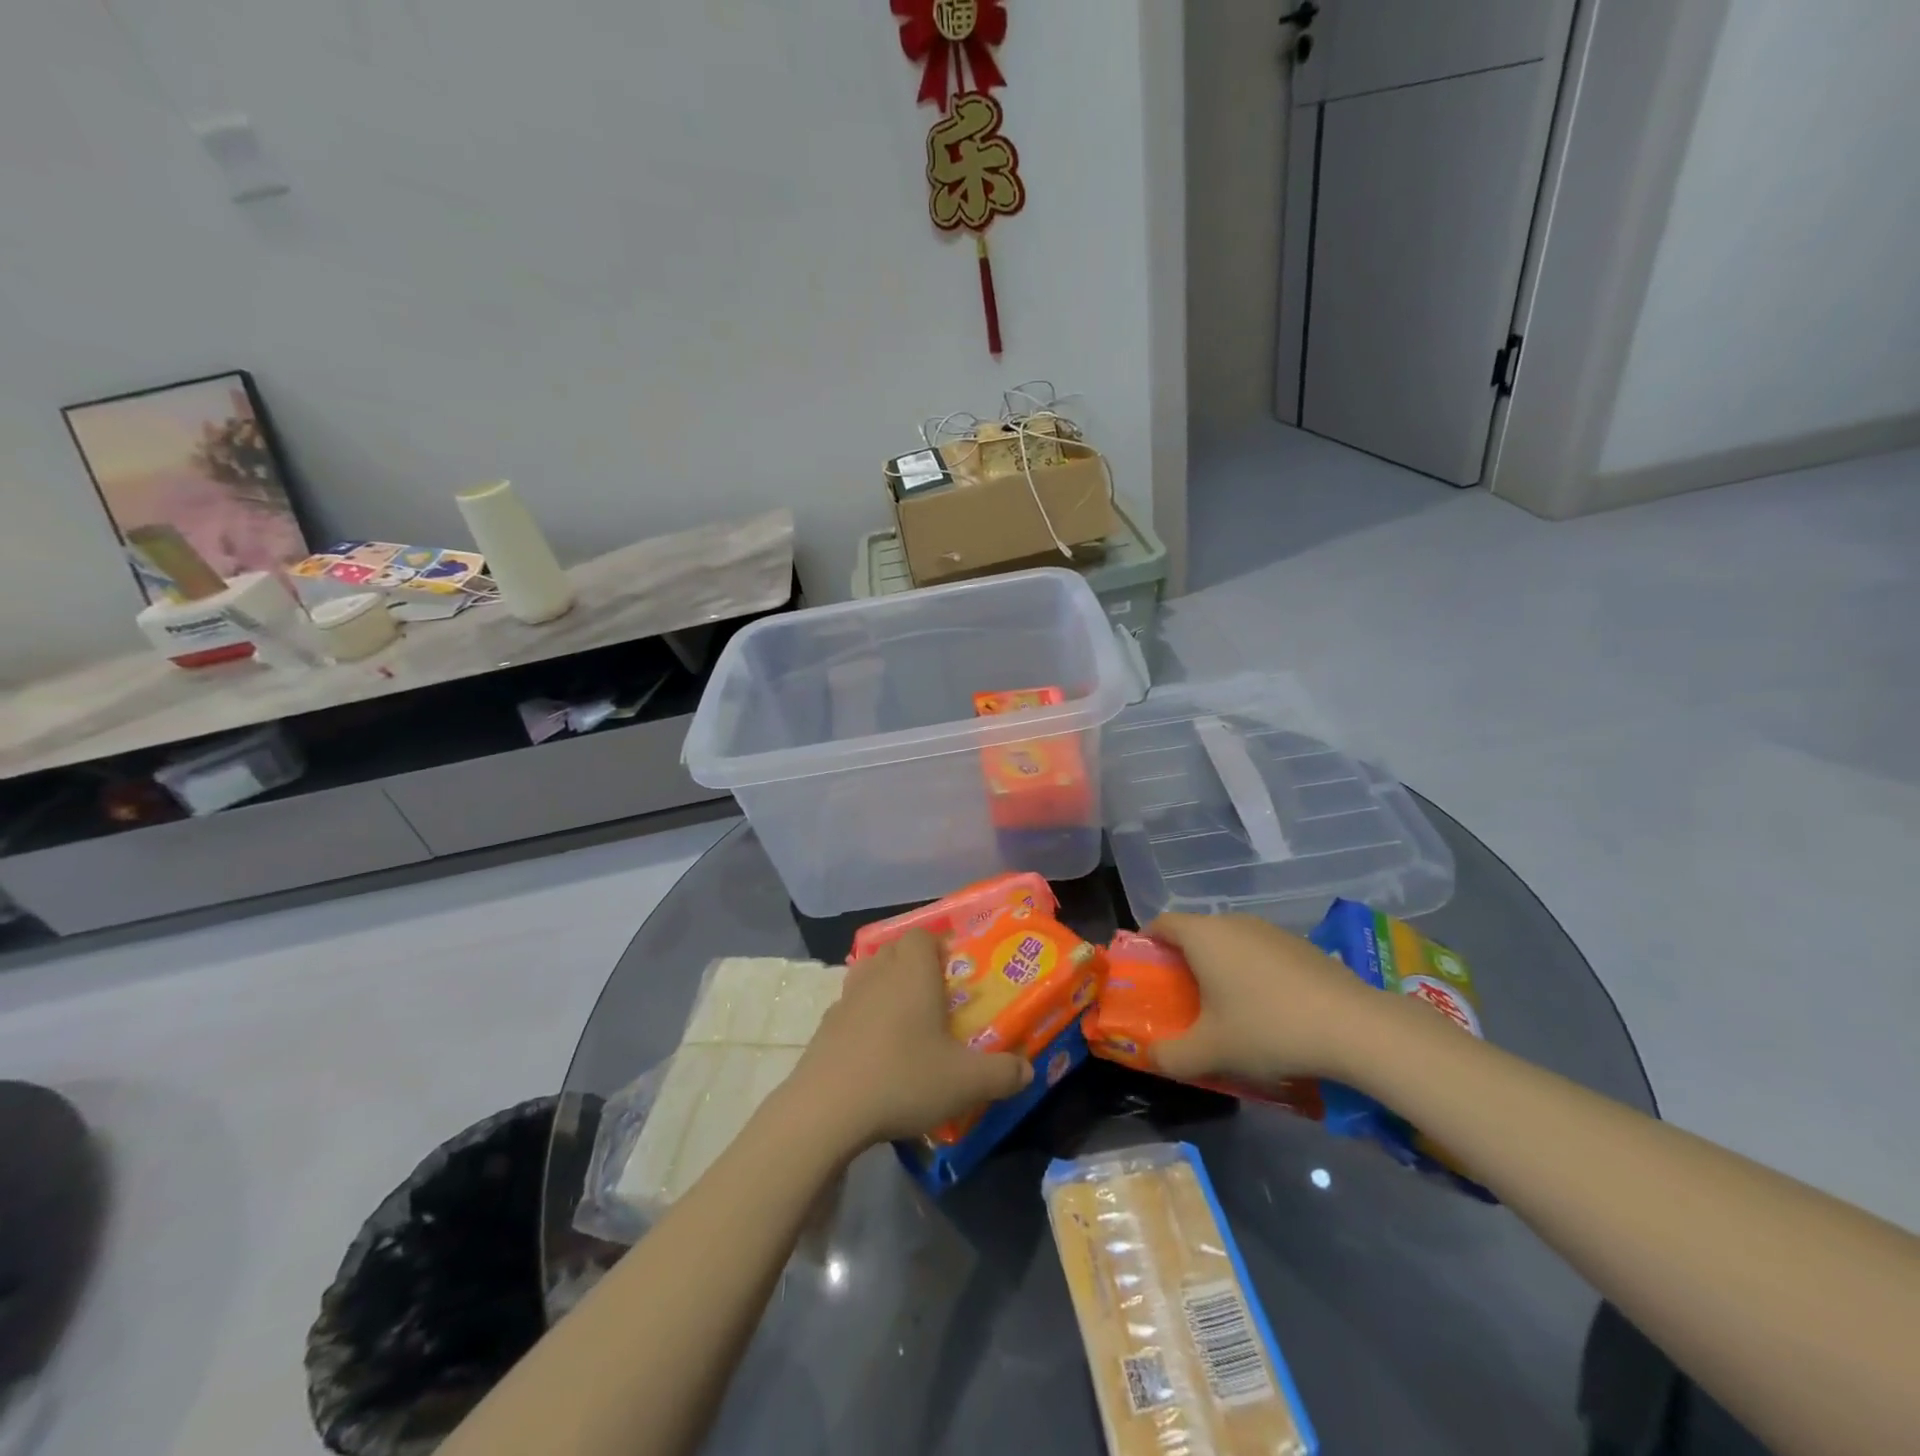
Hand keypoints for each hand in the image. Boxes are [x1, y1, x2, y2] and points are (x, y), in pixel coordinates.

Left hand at [781, 930, 1031, 1151]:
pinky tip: (876, 1053)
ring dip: (886, 990)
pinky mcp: (823, 1028)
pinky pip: (850, 1010)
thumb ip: (1002, 1073)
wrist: (826, 1110)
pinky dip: (863, 1020)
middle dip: (914, 966)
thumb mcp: (966, 1082)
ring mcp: (845, 999)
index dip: (938, 947)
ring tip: (906, 1024)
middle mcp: (877, 974)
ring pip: (869, 976)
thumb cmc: (904, 1078)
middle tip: (936, 998)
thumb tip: (1027, 1069)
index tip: (955, 973)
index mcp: (912, 971)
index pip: (922, 936)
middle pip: (894, 951)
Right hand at [1145, 913, 1382, 1086]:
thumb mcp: (1211, 1051)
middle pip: (1195, 933)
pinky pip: (1260, 953)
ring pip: (1230, 943)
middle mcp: (1233, 922)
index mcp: (1203, 936)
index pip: (1161, 923)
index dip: (1147, 943)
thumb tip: (1152, 1057)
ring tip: (1225, 1009)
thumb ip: (1171, 1056)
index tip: (1145, 972)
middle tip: (1181, 998)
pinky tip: (1268, 1010)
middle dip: (1183, 961)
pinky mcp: (1301, 946)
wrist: (1354, 1027)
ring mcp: (1270, 931)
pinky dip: (1252, 973)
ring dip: (1220, 968)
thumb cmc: (1267, 1028)